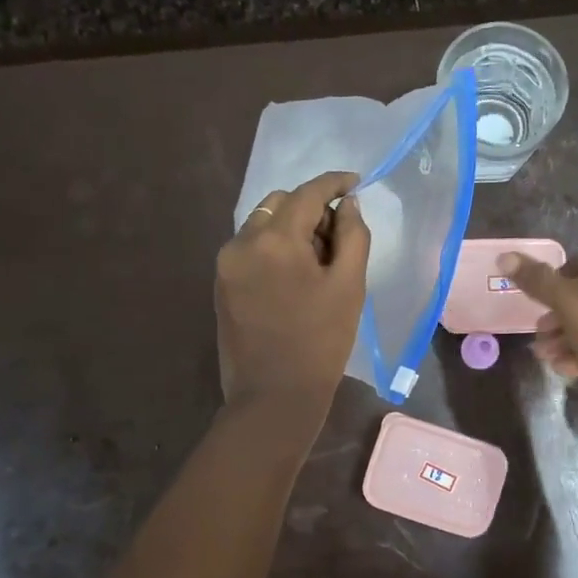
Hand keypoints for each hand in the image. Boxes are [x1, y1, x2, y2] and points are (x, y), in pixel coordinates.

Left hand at [217, 171, 369, 414]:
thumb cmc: (321, 343)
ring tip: (317, 260)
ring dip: (291, 227)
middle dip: (311, 208)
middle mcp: (243, 241)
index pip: (308, 193)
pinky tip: (294, 277)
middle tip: (339, 236)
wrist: (273, 396)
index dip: (334, 183)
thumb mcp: (349, 287)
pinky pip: (250, 248)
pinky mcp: (221, 284)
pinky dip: (274, 248)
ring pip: (262, 224)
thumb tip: (348, 205)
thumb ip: (353, 237)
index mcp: (276, 239)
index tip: (355, 181)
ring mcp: (227, 264)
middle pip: (280, 203)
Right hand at [500, 243, 577, 390]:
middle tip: (540, 341)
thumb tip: (503, 257)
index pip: (576, 265)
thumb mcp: (565, 300)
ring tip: (548, 358)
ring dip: (571, 338)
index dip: (552, 290)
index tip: (538, 313)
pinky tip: (568, 368)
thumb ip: (535, 279)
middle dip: (560, 320)